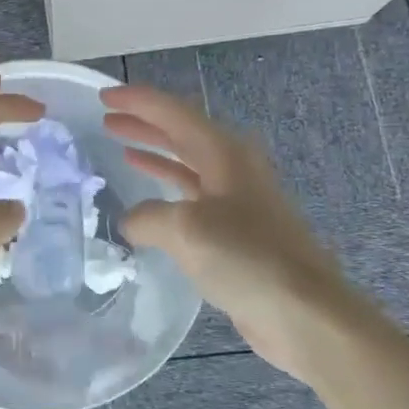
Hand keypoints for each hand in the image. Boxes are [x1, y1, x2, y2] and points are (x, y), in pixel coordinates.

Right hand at [102, 83, 364, 378]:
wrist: (304, 313)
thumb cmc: (246, 258)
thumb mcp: (186, 229)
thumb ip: (148, 217)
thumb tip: (131, 222)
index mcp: (224, 153)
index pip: (174, 113)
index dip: (138, 101)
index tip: (104, 95)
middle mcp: (233, 168)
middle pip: (182, 134)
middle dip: (144, 124)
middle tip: (108, 118)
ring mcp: (237, 200)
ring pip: (187, 164)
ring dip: (155, 154)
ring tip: (121, 147)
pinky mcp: (237, 233)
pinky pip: (192, 198)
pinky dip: (167, 191)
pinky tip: (147, 202)